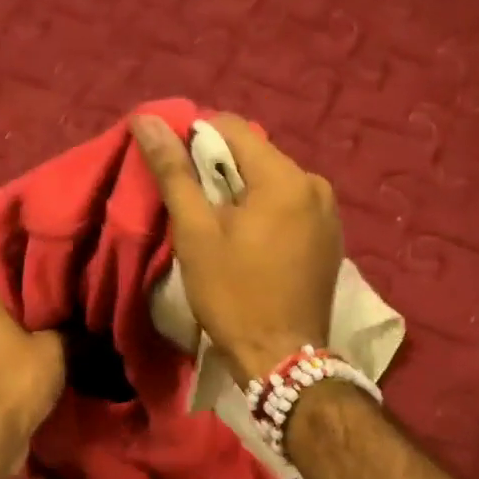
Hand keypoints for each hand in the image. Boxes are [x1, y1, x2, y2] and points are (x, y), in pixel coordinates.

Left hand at [0, 296, 63, 445]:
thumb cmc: (23, 378)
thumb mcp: (57, 347)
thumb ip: (64, 328)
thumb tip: (71, 322)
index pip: (14, 290)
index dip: (38, 296)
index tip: (60, 304)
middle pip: (5, 318)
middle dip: (27, 324)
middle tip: (58, 331)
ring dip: (17, 349)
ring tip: (46, 356)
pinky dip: (8, 370)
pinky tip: (29, 377)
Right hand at [130, 111, 342, 382]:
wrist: (283, 358)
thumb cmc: (233, 295)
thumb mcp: (196, 233)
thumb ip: (174, 172)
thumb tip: (147, 120)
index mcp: (284, 176)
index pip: (232, 127)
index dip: (195, 141)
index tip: (176, 175)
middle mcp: (315, 184)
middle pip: (255, 154)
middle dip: (220, 172)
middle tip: (195, 210)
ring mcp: (329, 212)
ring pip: (272, 181)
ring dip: (243, 193)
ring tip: (220, 230)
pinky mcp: (331, 238)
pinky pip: (290, 206)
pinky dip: (266, 213)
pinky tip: (250, 244)